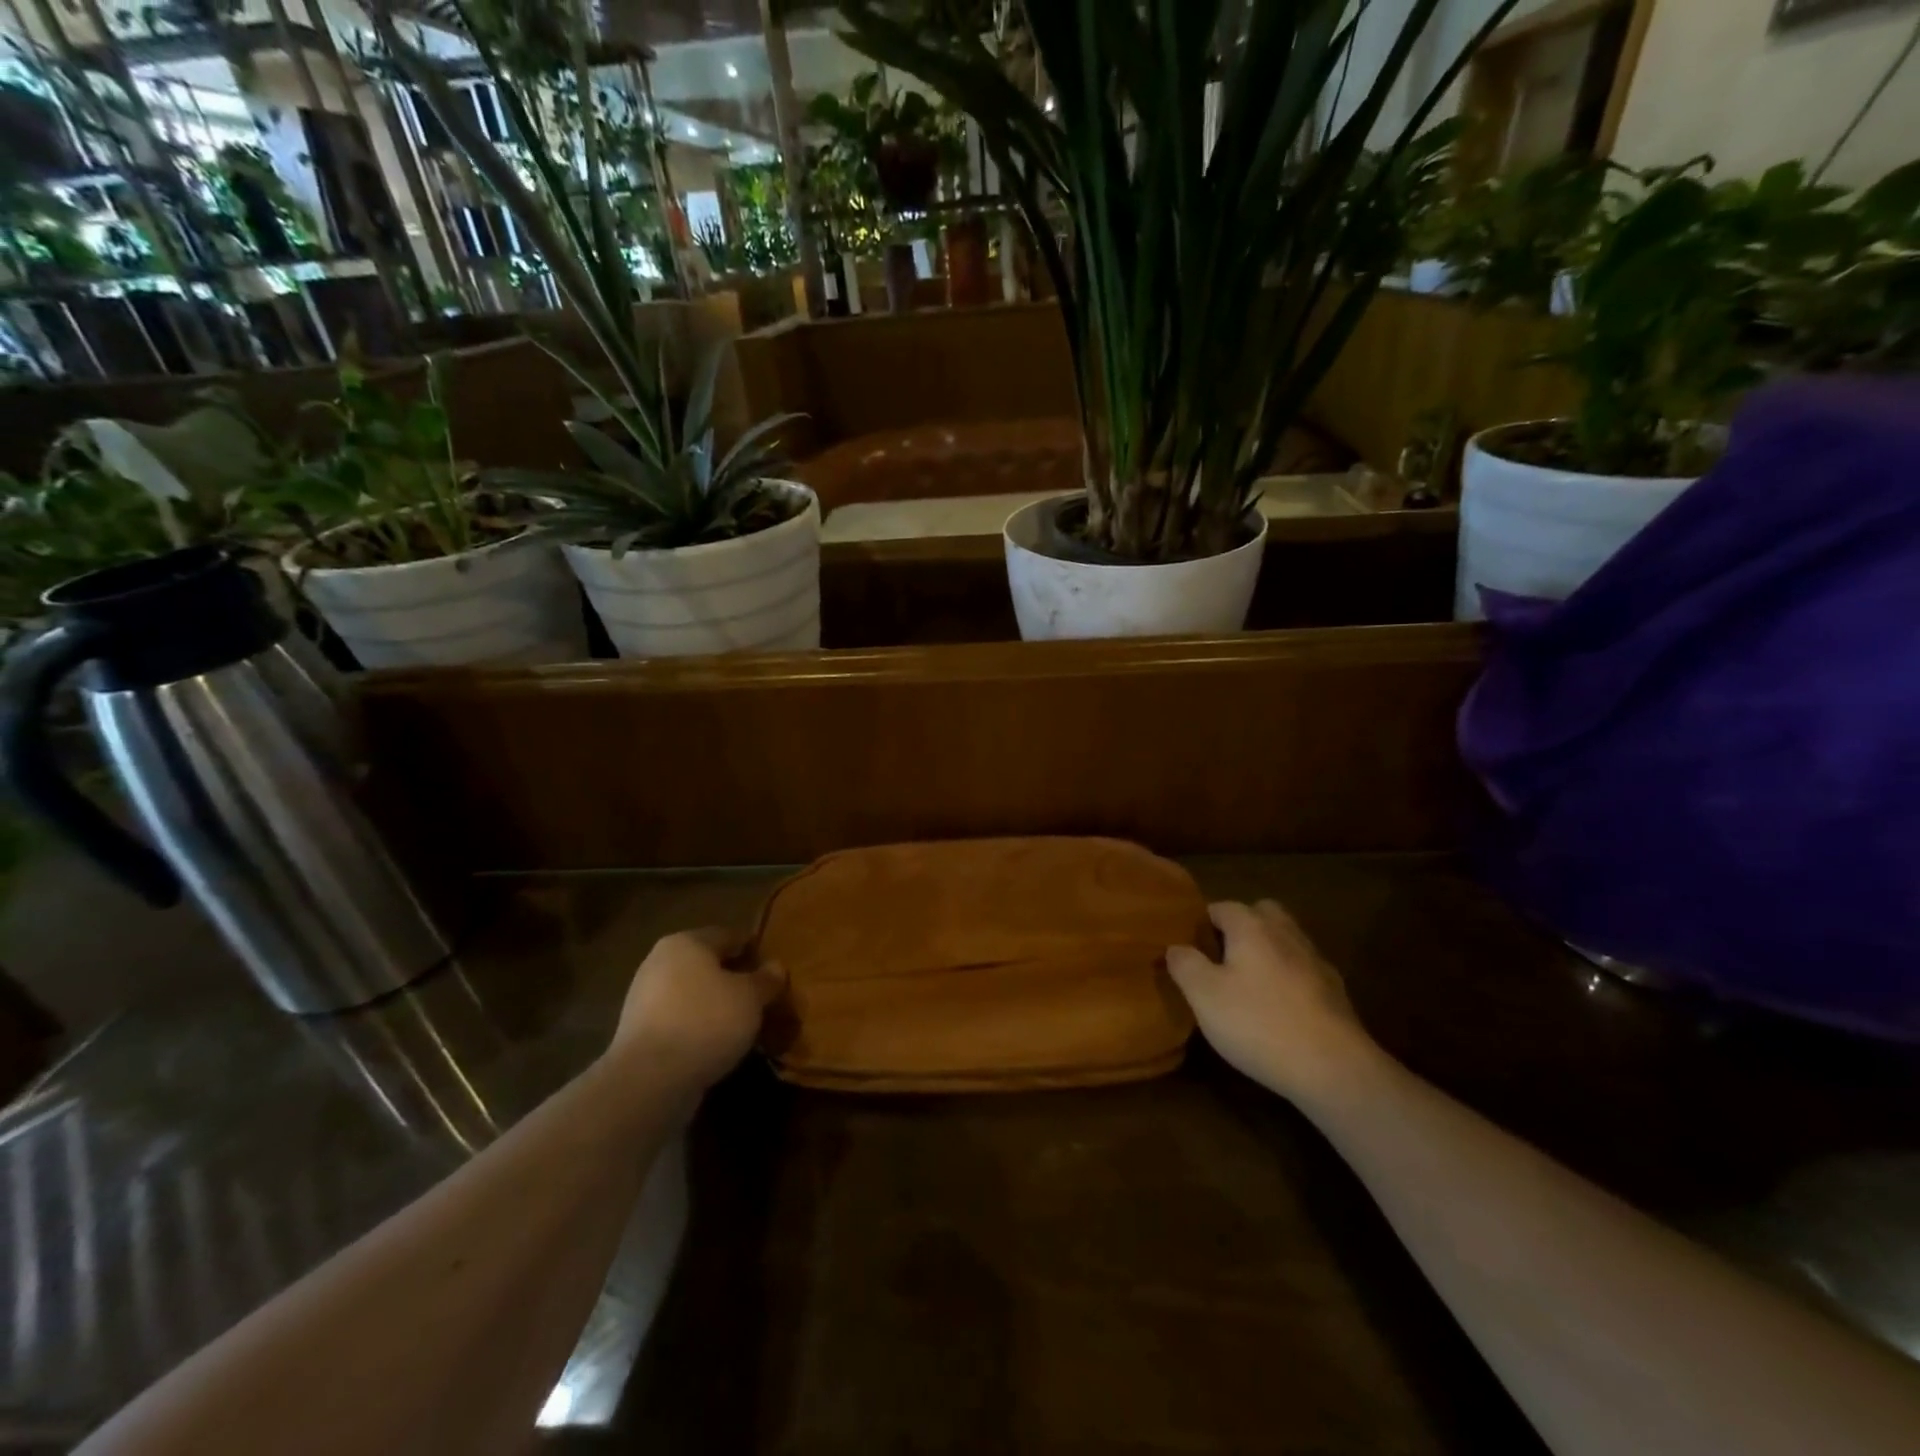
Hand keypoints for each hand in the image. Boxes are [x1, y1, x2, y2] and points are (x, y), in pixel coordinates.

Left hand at [604, 929, 785, 1094]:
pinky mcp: (638, 1033)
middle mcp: (660, 962)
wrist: (649, 1079)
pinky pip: (679, 1021)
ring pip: (692, 994)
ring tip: (743, 1025)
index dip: (753, 950)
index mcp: (686, 942)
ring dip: (716, 1006)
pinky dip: (698, 1028)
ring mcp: (644, 999)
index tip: (773, 970)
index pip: (728, 936)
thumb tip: (776, 967)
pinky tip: (717, 1045)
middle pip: (707, 965)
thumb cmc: (706, 1021)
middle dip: (733, 980)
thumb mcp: (750, 997)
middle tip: (761, 999)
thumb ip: (766, 980)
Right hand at [1166, 900, 1377, 1104]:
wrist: (1334, 1068)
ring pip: (1284, 940)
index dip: (1202, 923)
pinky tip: (1279, 1008)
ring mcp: (1315, 960)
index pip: (1221, 907)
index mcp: (1252, 926)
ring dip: (1267, 952)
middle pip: (1260, 914)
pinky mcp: (1335, 991)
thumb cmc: (1258, 1023)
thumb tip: (1176, 947)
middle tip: (1221, 958)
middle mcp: (1285, 933)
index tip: (1189, 948)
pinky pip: (1303, 970)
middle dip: (1241, 927)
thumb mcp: (1204, 995)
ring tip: (1248, 984)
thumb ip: (1185, 964)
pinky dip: (1289, 978)